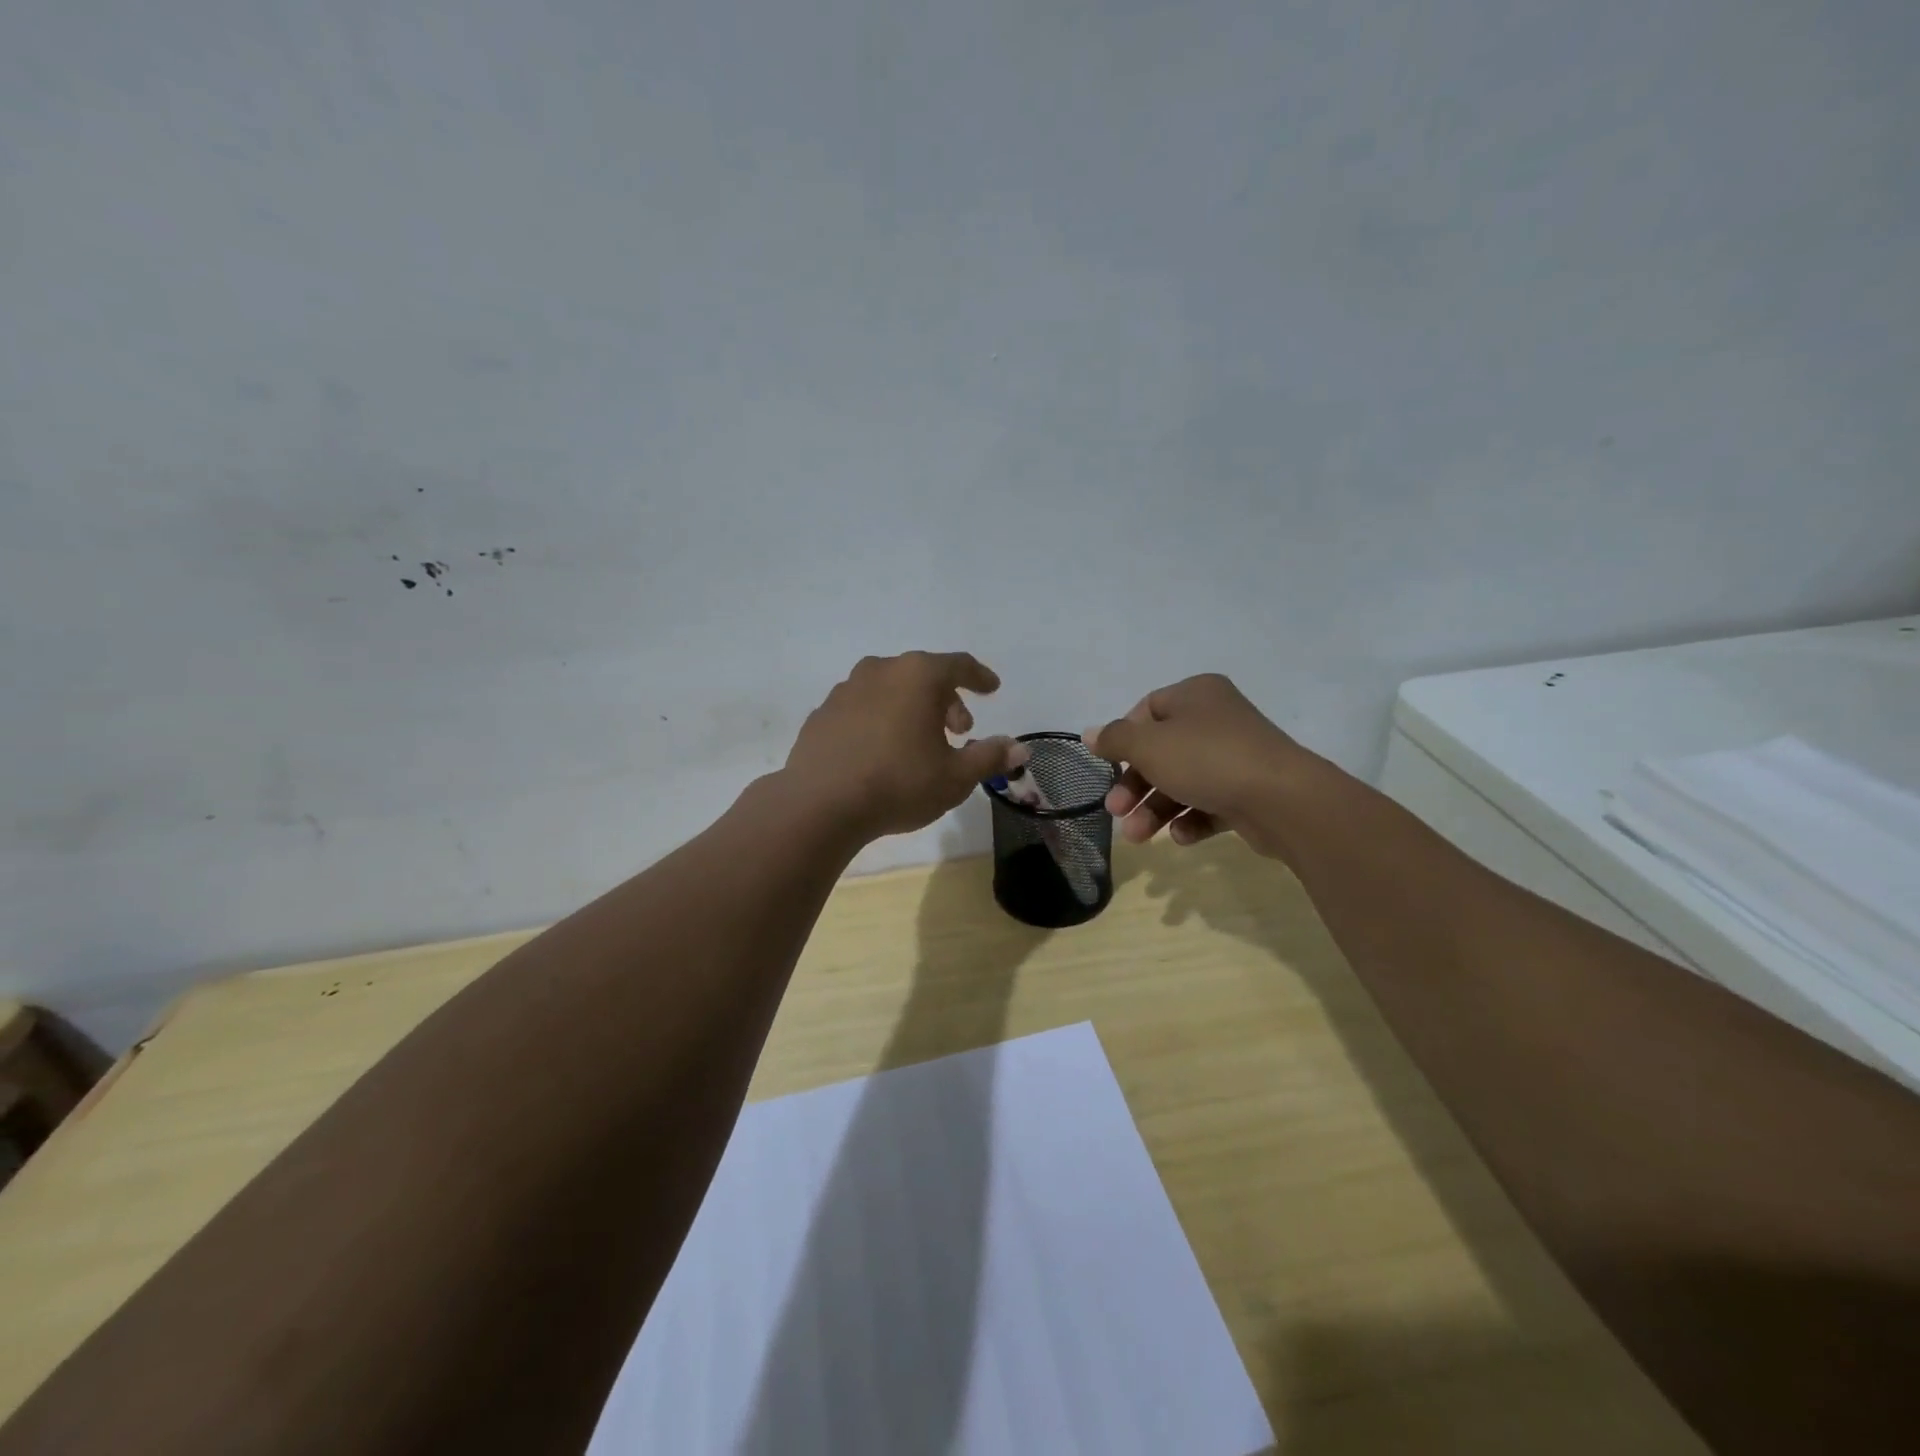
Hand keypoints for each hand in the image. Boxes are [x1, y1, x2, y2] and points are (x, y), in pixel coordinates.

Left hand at [785, 652, 1024, 839]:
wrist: (820, 804)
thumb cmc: (899, 783)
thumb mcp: (955, 777)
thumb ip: (989, 757)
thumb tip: (1019, 748)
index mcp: (918, 676)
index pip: (959, 665)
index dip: (980, 677)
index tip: (992, 689)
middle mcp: (880, 671)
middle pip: (923, 675)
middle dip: (946, 700)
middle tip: (958, 731)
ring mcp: (845, 690)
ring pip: (889, 689)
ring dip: (911, 708)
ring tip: (919, 742)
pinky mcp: (822, 714)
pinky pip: (862, 708)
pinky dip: (879, 720)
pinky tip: (880, 751)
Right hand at [1084, 674, 1313, 857]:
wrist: (1282, 799)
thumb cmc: (1206, 759)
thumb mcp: (1149, 745)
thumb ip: (1115, 739)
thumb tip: (1090, 733)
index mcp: (1196, 695)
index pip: (1148, 710)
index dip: (1124, 739)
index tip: (1109, 766)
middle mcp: (1217, 719)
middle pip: (1162, 751)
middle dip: (1135, 786)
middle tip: (1117, 812)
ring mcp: (1236, 756)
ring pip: (1183, 781)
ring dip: (1156, 809)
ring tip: (1139, 837)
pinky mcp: (1250, 791)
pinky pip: (1210, 802)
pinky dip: (1191, 819)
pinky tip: (1180, 836)